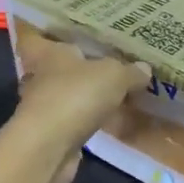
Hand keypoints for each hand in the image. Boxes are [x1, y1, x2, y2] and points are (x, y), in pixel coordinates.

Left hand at [8, 29, 149, 182]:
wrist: (49, 148)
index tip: (70, 33)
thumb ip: (129, 71)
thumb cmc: (75, 96)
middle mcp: (40, 77)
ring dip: (85, 95)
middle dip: (77, 66)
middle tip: (106, 62)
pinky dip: (89, 119)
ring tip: (116, 92)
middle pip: (56, 66)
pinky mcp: (51, 134)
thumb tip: (144, 69)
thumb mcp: (113, 75)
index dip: (51, 33)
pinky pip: (74, 120)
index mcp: (47, 53)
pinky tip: (111, 120)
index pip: (39, 36)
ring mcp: (44, 107)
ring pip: (67, 94)